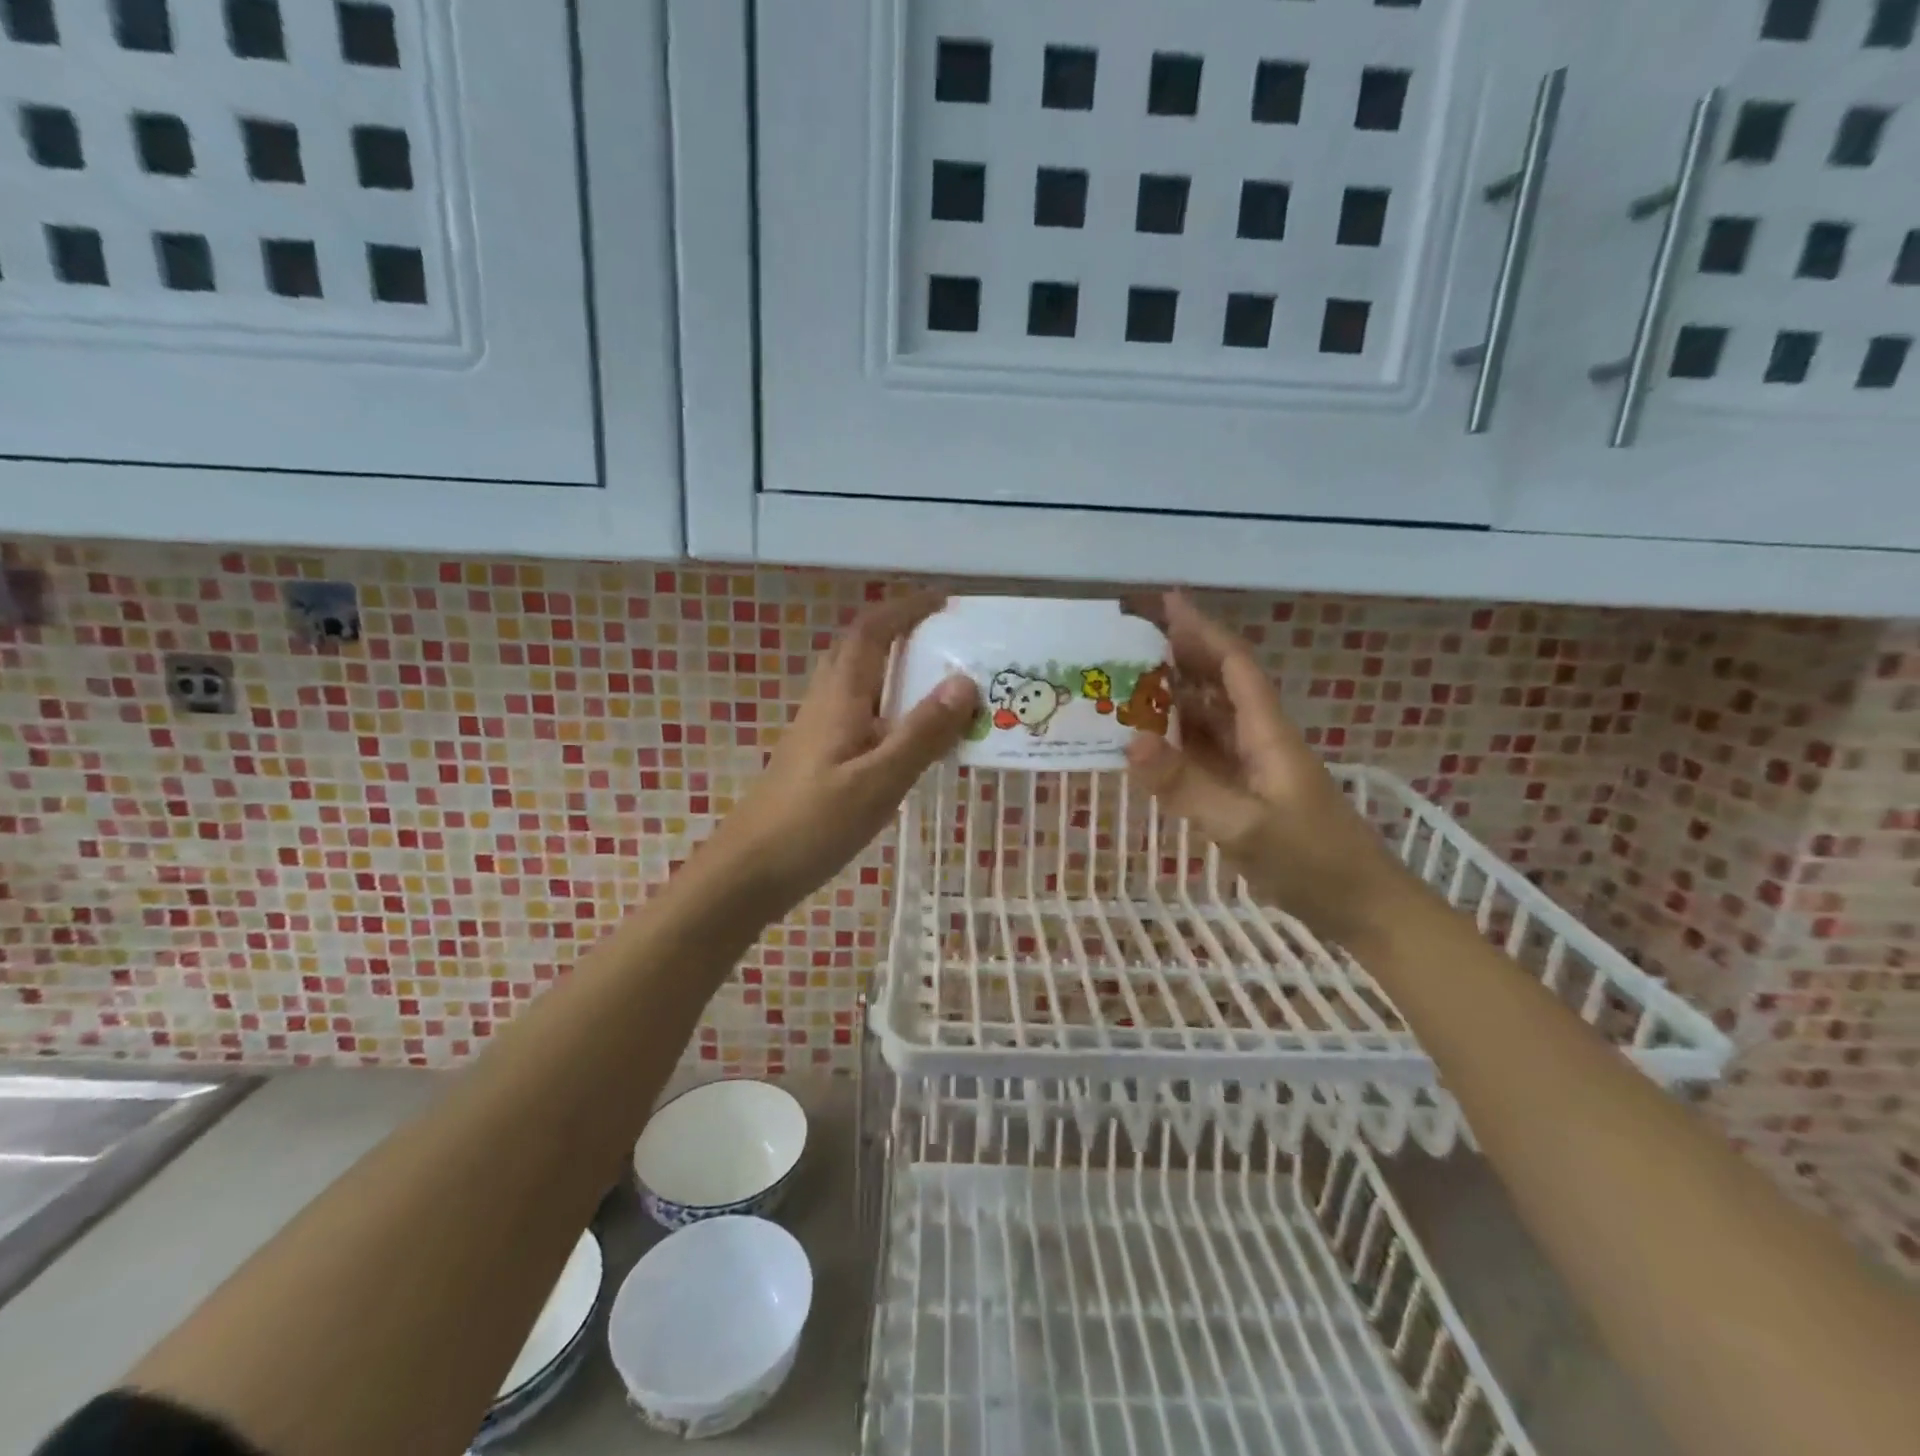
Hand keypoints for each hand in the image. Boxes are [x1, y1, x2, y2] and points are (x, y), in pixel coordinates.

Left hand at [702, 592, 977, 915]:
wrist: (750, 870)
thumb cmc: (815, 824)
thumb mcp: (879, 780)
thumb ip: (923, 732)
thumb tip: (964, 681)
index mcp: (841, 697)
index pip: (872, 632)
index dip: (905, 608)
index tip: (945, 600)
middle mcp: (826, 702)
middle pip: (860, 647)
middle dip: (900, 629)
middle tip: (947, 637)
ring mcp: (818, 729)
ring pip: (858, 679)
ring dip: (894, 666)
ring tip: (939, 680)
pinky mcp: (818, 755)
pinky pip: (859, 710)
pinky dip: (889, 704)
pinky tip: (910, 733)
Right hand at [1124, 592, 1422, 944]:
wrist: (1363, 909)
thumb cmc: (1313, 863)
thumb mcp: (1245, 827)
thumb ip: (1188, 786)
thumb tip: (1131, 740)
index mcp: (1268, 734)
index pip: (1233, 667)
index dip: (1202, 631)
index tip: (1167, 602)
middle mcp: (1260, 740)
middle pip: (1219, 685)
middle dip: (1182, 656)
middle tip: (1131, 640)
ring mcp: (1254, 768)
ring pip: (1211, 718)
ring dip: (1175, 697)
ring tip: (1129, 683)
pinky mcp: (1247, 794)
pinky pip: (1206, 753)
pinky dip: (1178, 740)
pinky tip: (1151, 743)